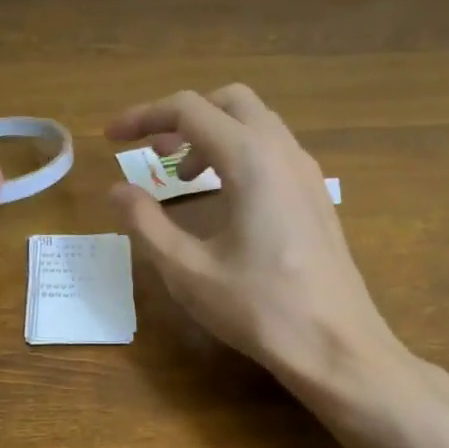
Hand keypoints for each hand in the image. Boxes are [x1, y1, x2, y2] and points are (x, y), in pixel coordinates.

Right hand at [106, 84, 403, 389]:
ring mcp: (306, 172)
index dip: (143, 116)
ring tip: (183, 177)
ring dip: (213, 135)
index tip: (111, 138)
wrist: (337, 345)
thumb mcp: (188, 270)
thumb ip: (146, 223)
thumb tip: (118, 190)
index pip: (188, 109)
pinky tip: (224, 197)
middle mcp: (283, 151)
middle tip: (153, 153)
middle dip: (183, 117)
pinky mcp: (316, 195)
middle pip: (228, 101)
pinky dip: (239, 153)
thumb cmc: (259, 308)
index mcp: (250, 159)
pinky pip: (273, 150)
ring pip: (255, 123)